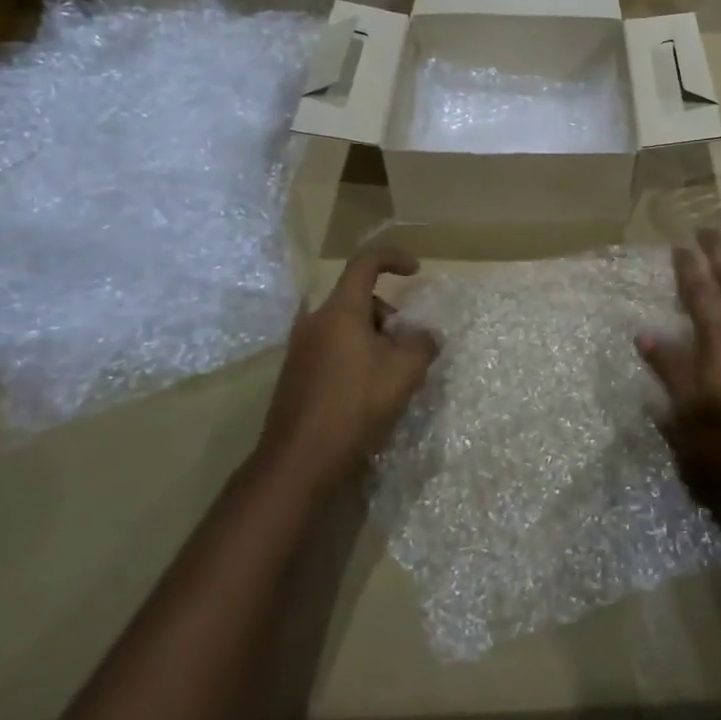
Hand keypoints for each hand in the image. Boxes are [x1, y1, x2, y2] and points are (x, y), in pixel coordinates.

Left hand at [255, 248, 439, 491]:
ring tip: (391, 376)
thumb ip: (422, 344)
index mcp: (340, 311)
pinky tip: (368, 394)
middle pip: (358, 301)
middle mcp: (315, 322)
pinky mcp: (295, 377)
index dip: (393, 258)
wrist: (299, 461)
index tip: (416, 270)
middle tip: (407, 347)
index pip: (365, 264)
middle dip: (388, 316)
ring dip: (373, 341)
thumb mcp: (405, 371)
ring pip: (346, 329)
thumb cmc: (356, 404)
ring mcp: (300, 350)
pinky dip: (355, 359)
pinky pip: (333, 352)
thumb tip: (425, 336)